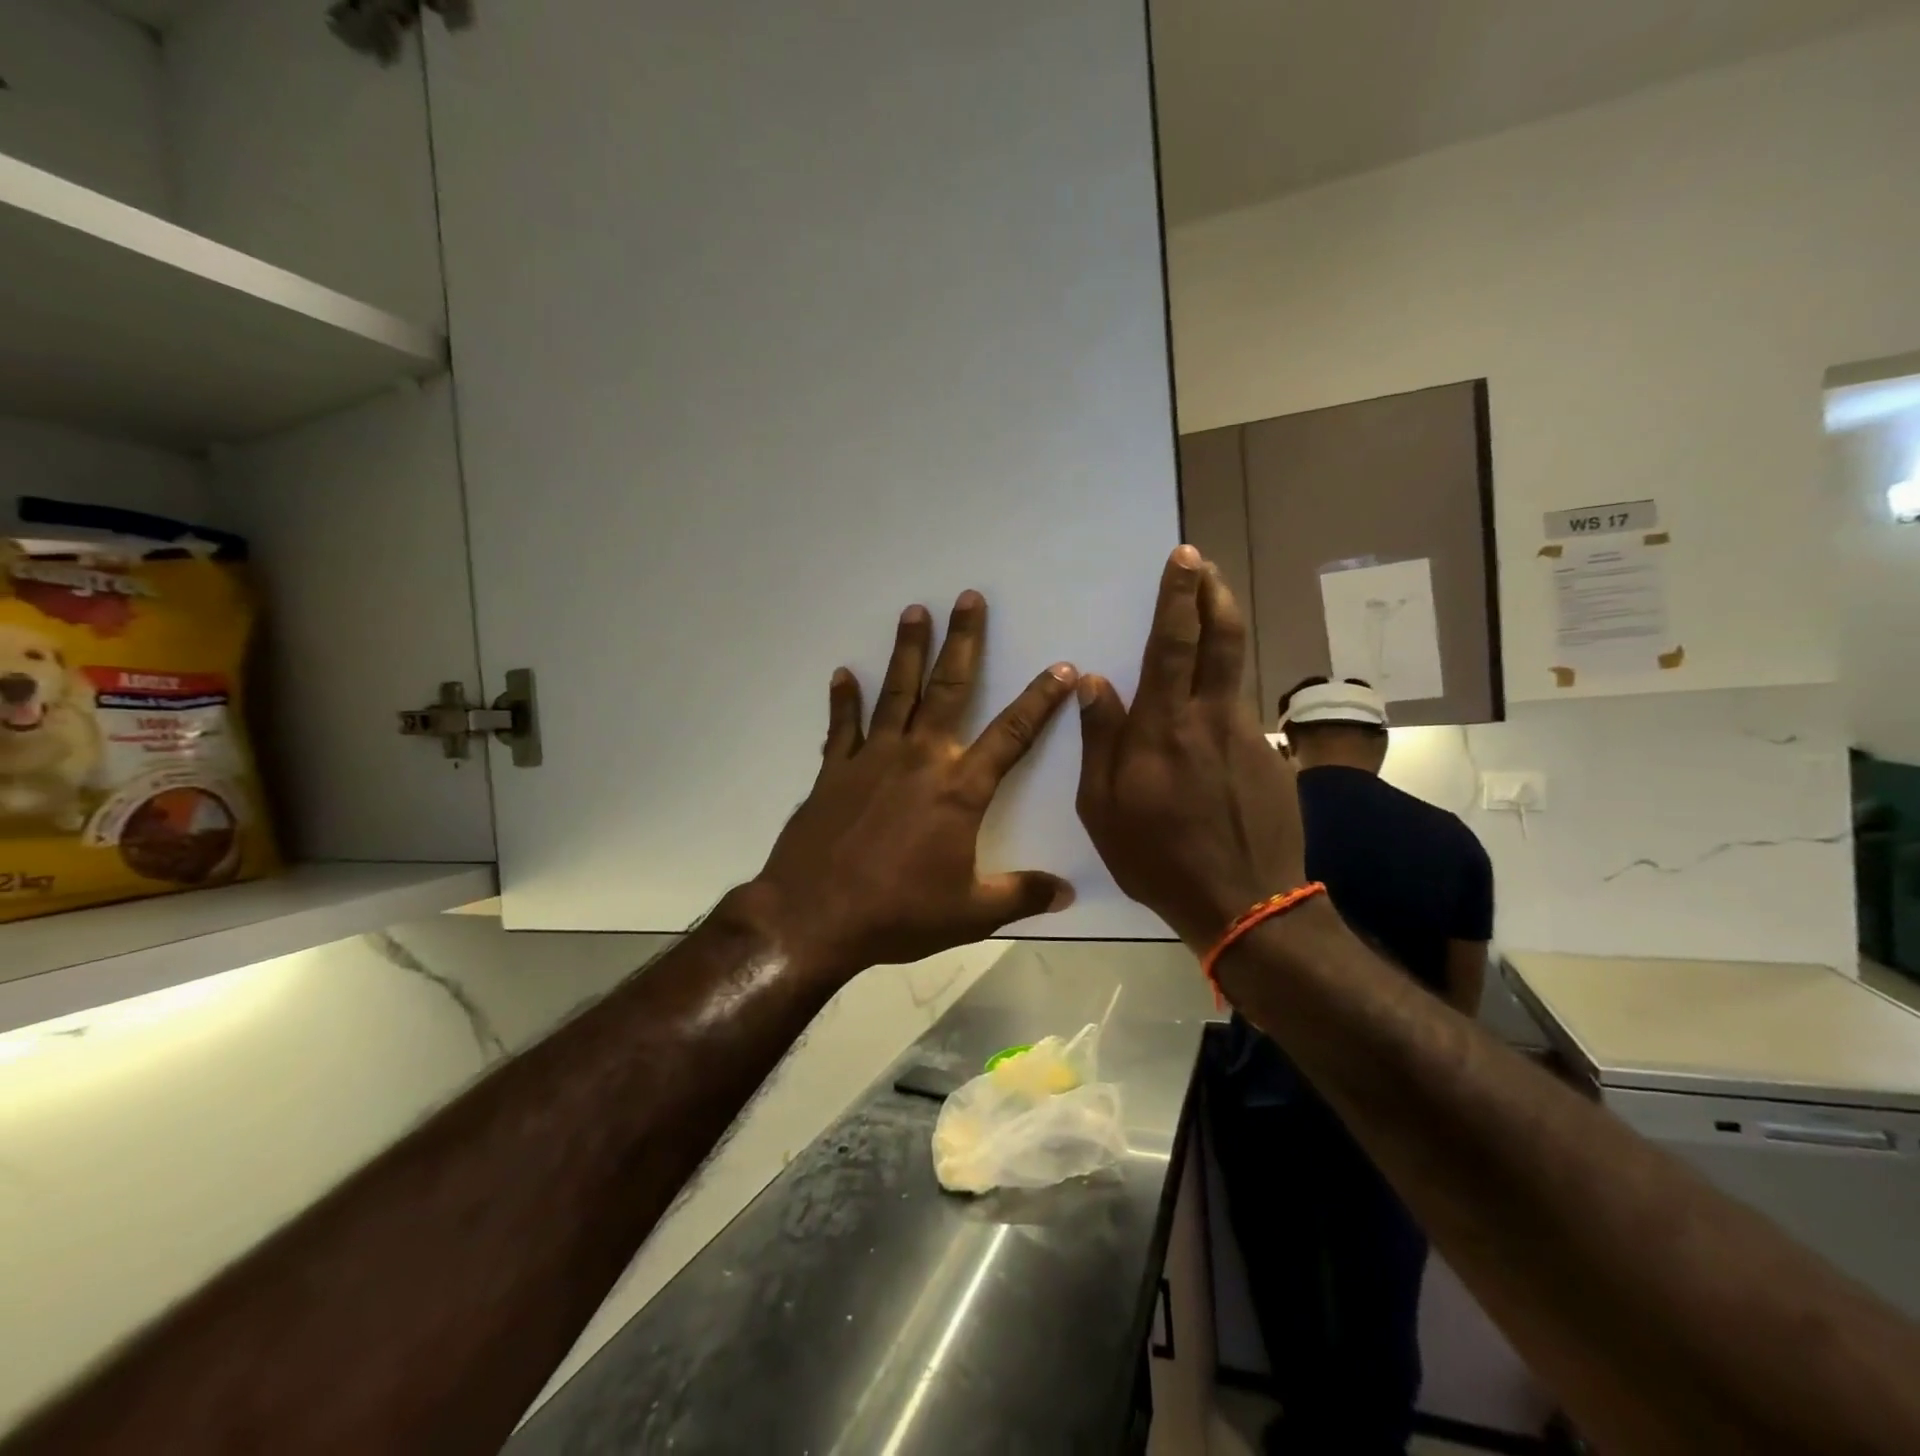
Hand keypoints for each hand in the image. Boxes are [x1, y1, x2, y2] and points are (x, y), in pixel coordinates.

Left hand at [739, 591, 1077, 981]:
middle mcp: (920, 759)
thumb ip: (1022, 895)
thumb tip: (1069, 894)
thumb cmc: (898, 914)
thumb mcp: (971, 914)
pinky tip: (842, 674)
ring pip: (896, 692)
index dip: (1039, 701)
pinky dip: (843, 700)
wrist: (813, 917)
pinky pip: (842, 726)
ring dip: (907, 650)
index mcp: (959, 790)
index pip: (1012, 735)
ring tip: (914, 611)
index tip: (1061, 669)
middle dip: (964, 641)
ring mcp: (872, 759)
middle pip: (948, 688)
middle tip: (969, 598)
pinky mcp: (834, 771)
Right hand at [1075, 546, 1307, 950]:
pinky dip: (1226, 695)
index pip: (1174, 645)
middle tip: (1206, 565)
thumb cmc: (1158, 858)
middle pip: (1222, 639)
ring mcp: (1248, 736)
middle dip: (1214, 594)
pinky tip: (1212, 717)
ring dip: (1224, 633)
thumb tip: (1093, 681)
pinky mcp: (1271, 758)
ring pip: (1238, 670)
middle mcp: (1210, 719)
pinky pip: (1242, 713)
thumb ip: (1100, 740)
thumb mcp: (1103, 809)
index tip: (1185, 558)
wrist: (1246, 904)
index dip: (1179, 597)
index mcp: (1163, 728)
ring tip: (1210, 612)